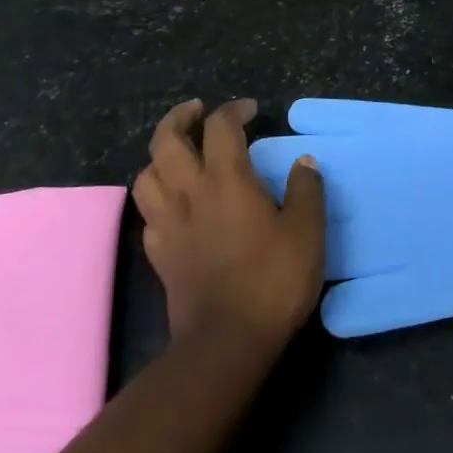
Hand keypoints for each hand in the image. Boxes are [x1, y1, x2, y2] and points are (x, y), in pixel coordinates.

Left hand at [132, 99, 325, 348]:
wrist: (227, 343)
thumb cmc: (272, 280)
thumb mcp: (307, 231)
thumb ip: (306, 189)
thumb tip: (303, 162)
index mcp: (227, 180)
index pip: (220, 126)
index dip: (233, 110)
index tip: (251, 111)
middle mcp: (190, 193)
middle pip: (166, 142)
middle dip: (178, 118)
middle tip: (196, 111)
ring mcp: (168, 225)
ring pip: (146, 176)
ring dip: (160, 157)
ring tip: (179, 156)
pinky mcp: (159, 256)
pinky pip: (148, 214)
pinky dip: (158, 199)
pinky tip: (175, 205)